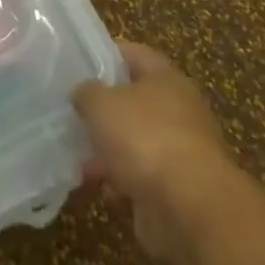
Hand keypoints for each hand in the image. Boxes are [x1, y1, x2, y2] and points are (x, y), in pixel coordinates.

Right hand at [73, 42, 239, 263]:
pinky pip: (142, 177)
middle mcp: (180, 111)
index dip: (106, 54)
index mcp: (167, 79)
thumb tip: (84, 93)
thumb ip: (87, 92)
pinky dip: (122, 181)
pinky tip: (100, 187)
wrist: (191, 211)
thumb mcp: (101, 103)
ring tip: (79, 157)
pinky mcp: (179, 191)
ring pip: (136, 142)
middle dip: (104, 110)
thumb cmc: (145, 138)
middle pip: (135, 101)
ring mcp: (182, 152)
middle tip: (73, 112)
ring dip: (110, 150)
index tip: (78, 63)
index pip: (134, 54)